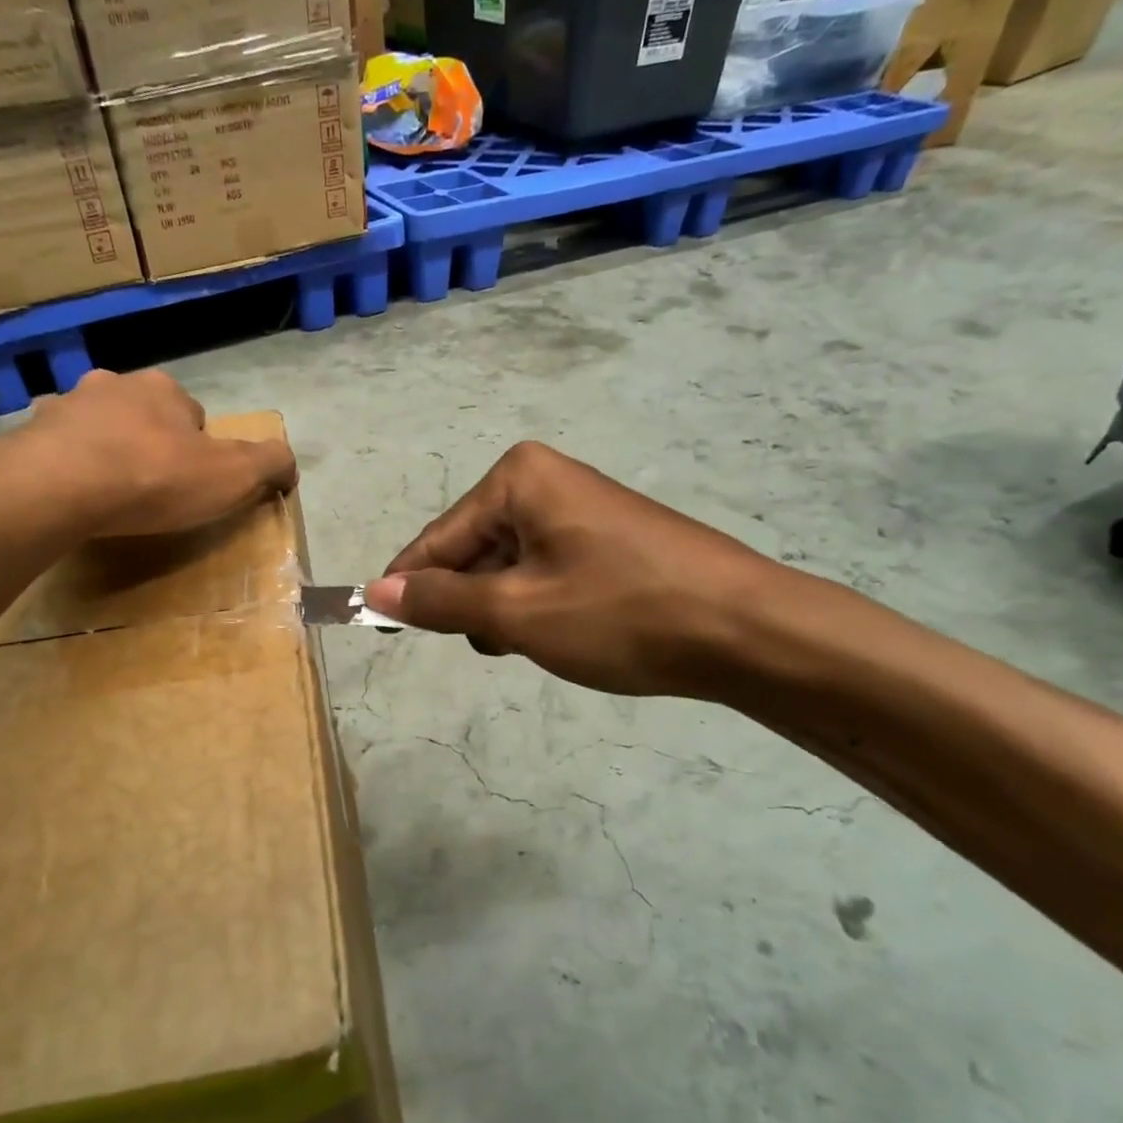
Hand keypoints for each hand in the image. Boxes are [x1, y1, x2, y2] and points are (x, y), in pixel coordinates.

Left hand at [0, 369, 297, 541]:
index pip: (193, 416)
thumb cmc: (154, 477)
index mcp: (164, 390)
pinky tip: (72, 498)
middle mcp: (114, 384)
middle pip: (144, 416)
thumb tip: (289, 465)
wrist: (59, 487)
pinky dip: (67, 468)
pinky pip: (57, 450)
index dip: (199, 450)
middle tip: (153, 491)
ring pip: (98, 428)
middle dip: (151, 445)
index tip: (193, 484)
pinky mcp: (28, 435)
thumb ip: (269, 464)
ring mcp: (65, 407)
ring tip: (110, 496)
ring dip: (107, 452)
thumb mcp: (233, 475)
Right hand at [364, 443, 787, 697]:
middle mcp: (545, 479)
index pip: (437, 539)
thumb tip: (376, 590)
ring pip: (508, 566)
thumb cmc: (621, 613)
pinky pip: (544, 570)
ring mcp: (580, 507)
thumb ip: (440, 601)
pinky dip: (538, 605)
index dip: (408, 587)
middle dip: (471, 602)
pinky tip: (566, 633)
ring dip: (505, 609)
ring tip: (539, 642)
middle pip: (472, 550)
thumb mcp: (516, 613)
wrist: (746, 630)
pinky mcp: (607, 537)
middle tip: (499, 643)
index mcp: (517, 478)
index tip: (381, 629)